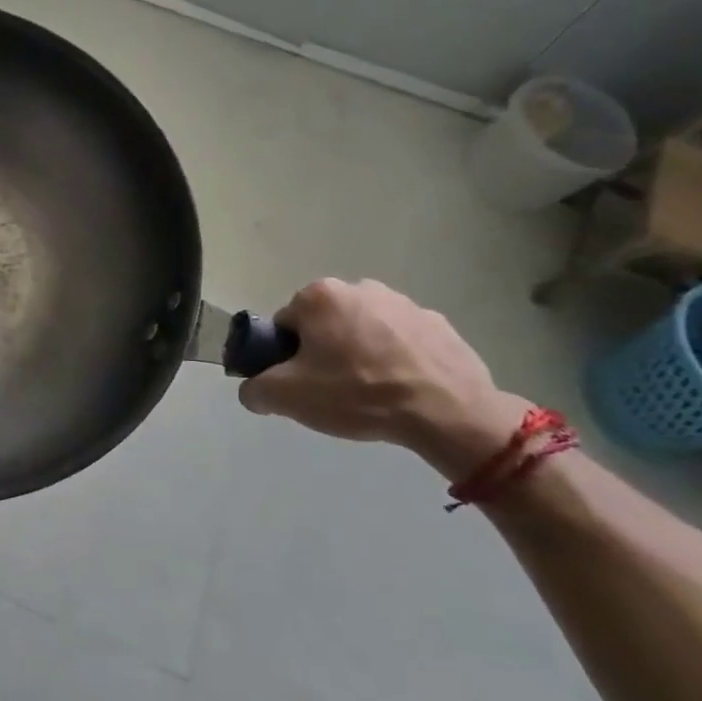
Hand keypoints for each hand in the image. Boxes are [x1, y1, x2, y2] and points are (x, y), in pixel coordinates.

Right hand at [238, 278, 529, 482]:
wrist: (449, 413)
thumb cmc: (358, 394)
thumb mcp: (288, 398)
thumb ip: (255, 389)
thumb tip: (252, 390)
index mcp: (320, 296)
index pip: (285, 325)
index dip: (287, 356)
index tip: (302, 383)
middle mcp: (360, 287)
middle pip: (325, 324)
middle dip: (324, 351)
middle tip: (334, 390)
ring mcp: (405, 303)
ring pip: (364, 331)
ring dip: (361, 354)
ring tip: (373, 394)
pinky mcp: (440, 325)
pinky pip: (403, 342)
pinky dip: (398, 360)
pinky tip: (404, 391)